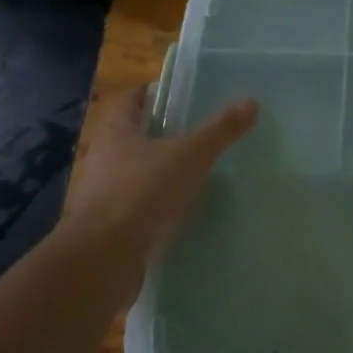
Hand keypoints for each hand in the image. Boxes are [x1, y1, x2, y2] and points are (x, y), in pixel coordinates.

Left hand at [57, 84, 257, 280]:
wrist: (103, 259)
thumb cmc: (142, 192)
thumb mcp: (190, 155)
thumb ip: (220, 130)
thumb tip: (251, 102)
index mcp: (116, 130)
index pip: (133, 99)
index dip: (156, 93)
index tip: (183, 96)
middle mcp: (102, 156)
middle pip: (133, 135)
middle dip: (162, 133)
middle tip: (197, 133)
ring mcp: (101, 193)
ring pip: (134, 172)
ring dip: (159, 171)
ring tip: (194, 173)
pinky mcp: (107, 225)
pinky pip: (135, 205)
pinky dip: (155, 204)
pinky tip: (180, 211)